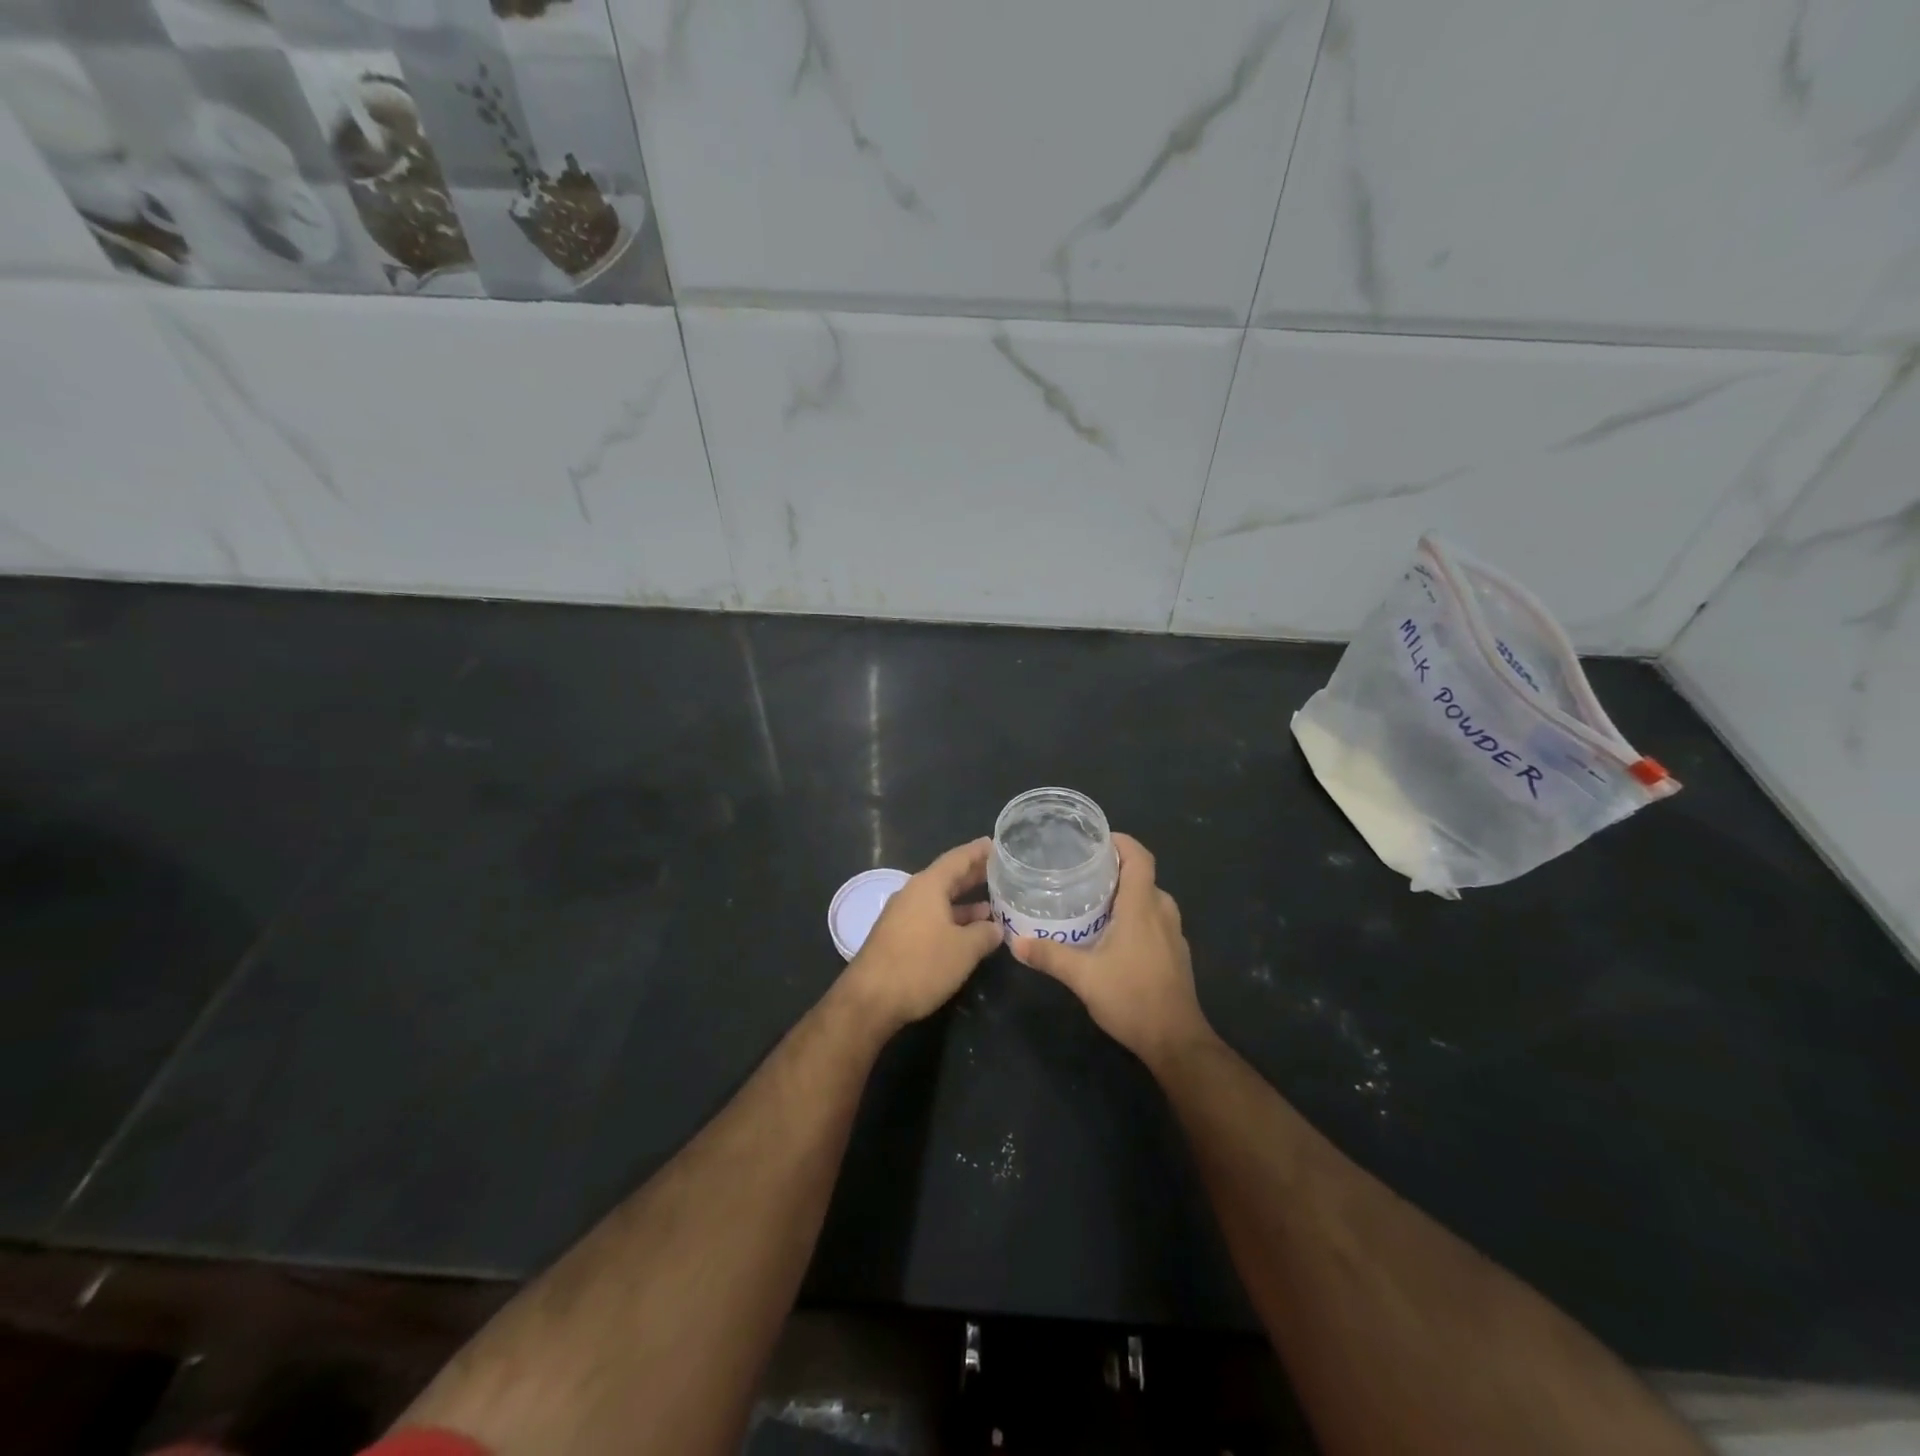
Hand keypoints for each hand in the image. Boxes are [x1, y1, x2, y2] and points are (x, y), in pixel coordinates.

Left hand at [840, 838, 1002, 1034]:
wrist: (870, 1000)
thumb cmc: (920, 965)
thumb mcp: (964, 950)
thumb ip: (984, 934)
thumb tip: (996, 928)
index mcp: (928, 886)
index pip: (957, 859)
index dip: (978, 852)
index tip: (996, 844)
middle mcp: (913, 894)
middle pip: (948, 878)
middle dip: (974, 876)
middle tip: (1001, 873)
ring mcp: (902, 916)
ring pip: (939, 901)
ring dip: (965, 904)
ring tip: (993, 908)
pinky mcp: (897, 937)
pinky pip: (931, 918)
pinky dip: (952, 921)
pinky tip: (968, 934)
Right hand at [1011, 834, 1214, 1071]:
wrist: (1176, 1041)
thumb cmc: (1132, 998)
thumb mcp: (1083, 977)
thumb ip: (1049, 956)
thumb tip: (1016, 942)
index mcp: (1142, 906)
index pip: (1139, 857)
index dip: (1121, 842)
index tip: (1095, 840)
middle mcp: (1162, 912)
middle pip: (1142, 876)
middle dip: (1115, 869)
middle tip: (1081, 872)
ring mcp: (1174, 934)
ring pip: (1149, 899)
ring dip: (1125, 894)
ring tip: (1092, 900)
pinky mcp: (1176, 953)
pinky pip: (1155, 919)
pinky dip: (1135, 915)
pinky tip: (1112, 933)